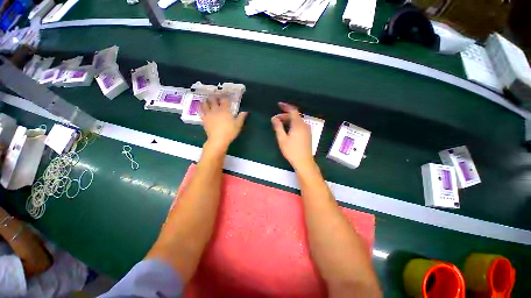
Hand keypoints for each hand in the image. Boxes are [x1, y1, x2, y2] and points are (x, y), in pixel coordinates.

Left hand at [200, 94, 247, 152]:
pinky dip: (200, 108)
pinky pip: (200, 111)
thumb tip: (246, 111)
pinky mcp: (204, 119)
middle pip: (213, 99)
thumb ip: (241, 117)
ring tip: (207, 99)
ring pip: (205, 103)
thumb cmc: (230, 132)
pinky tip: (201, 107)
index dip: (225, 96)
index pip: (224, 100)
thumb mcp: (238, 125)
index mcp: (225, 110)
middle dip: (214, 96)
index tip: (226, 95)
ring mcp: (209, 114)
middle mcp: (216, 110)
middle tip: (215, 96)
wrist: (218, 139)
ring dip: (206, 100)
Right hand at [271, 102, 313, 169]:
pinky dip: (293, 124)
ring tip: (280, 124)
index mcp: (298, 124)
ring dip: (288, 120)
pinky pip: (300, 125)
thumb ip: (278, 127)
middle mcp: (304, 125)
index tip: (278, 104)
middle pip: (295, 116)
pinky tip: (288, 130)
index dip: (286, 106)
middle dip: (285, 115)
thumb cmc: (291, 150)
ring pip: (297, 121)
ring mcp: (307, 130)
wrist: (304, 161)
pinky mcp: (308, 135)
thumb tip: (274, 118)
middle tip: (276, 119)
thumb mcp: (282, 139)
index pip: (293, 110)